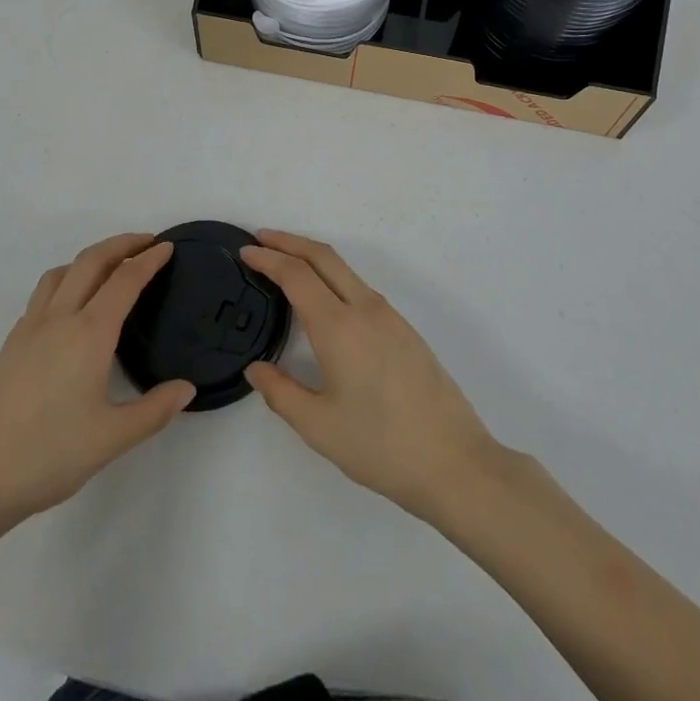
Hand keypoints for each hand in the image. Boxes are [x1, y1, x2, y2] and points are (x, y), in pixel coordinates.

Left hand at [0, 234, 193, 545]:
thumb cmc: (46, 456)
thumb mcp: (111, 440)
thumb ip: (154, 411)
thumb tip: (187, 388)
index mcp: (89, 333)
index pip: (125, 280)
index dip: (149, 259)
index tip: (167, 247)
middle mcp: (59, 319)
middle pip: (91, 261)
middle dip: (121, 244)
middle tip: (146, 242)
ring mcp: (29, 329)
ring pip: (61, 273)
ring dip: (89, 258)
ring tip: (109, 268)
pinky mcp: (10, 346)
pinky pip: (42, 295)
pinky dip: (65, 283)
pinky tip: (69, 310)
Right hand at [242, 230, 502, 521]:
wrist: (454, 461)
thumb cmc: (381, 446)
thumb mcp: (319, 427)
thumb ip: (281, 392)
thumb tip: (256, 368)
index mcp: (339, 327)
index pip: (296, 275)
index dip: (268, 258)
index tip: (245, 251)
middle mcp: (365, 308)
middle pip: (323, 257)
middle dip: (289, 241)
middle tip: (260, 239)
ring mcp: (389, 316)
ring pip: (344, 269)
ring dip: (312, 257)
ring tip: (285, 264)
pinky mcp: (404, 328)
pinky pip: (360, 287)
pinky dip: (332, 277)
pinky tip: (323, 299)